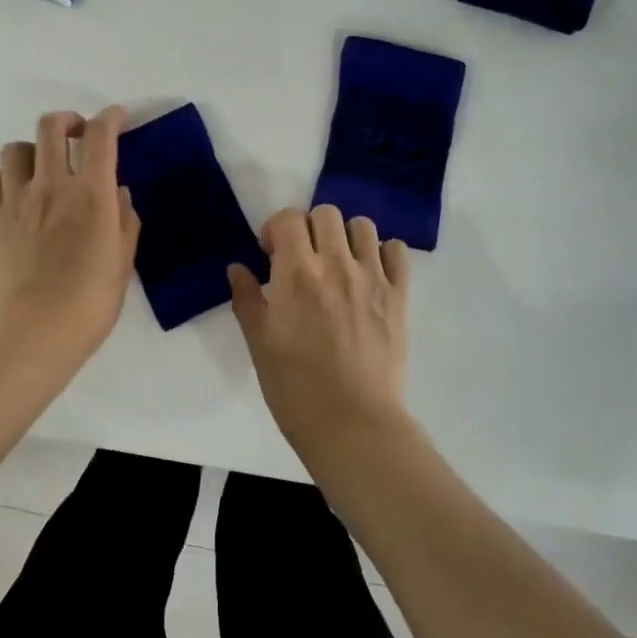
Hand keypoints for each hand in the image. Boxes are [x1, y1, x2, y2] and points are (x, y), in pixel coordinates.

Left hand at [0, 107, 139, 376]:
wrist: (34, 333)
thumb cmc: (90, 302)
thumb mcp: (123, 262)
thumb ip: (125, 221)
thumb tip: (118, 194)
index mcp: (91, 194)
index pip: (100, 135)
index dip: (111, 117)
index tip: (118, 119)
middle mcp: (52, 185)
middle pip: (51, 126)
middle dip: (68, 120)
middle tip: (78, 134)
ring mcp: (17, 200)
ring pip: (16, 148)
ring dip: (33, 149)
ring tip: (42, 168)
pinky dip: (6, 177)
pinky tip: (17, 194)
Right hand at [228, 205, 412, 462]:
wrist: (352, 424)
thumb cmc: (295, 387)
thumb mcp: (259, 343)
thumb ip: (246, 299)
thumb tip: (237, 268)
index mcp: (296, 273)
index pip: (288, 218)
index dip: (276, 229)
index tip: (271, 254)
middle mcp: (336, 264)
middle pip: (326, 213)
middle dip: (309, 227)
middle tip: (303, 258)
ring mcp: (372, 278)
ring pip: (363, 226)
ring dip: (345, 236)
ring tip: (338, 263)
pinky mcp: (399, 296)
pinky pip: (397, 251)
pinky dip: (382, 252)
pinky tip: (369, 274)